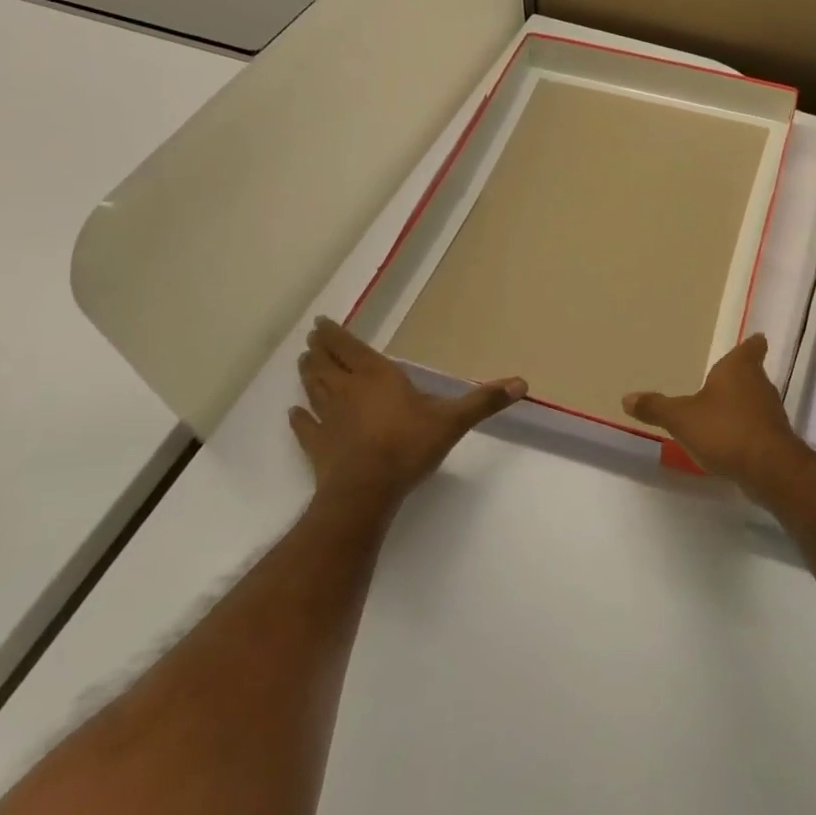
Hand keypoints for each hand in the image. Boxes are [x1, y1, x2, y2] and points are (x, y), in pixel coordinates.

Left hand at [289, 317, 525, 508]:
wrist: (366, 491)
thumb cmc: (408, 446)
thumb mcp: (452, 421)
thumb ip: (483, 401)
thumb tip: (522, 383)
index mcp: (377, 377)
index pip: (350, 348)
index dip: (334, 334)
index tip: (320, 323)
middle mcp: (348, 391)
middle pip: (326, 364)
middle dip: (318, 350)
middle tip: (310, 340)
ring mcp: (328, 419)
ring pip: (313, 389)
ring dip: (307, 375)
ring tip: (302, 363)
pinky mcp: (317, 446)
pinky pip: (305, 428)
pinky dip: (299, 419)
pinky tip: (294, 414)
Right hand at [621, 334, 802, 489]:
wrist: (768, 469)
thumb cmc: (724, 429)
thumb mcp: (681, 418)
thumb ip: (656, 407)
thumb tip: (626, 398)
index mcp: (739, 368)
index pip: (751, 348)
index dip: (751, 345)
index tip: (755, 340)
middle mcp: (760, 385)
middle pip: (752, 374)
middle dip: (739, 377)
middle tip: (721, 378)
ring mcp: (771, 413)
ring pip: (756, 400)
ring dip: (741, 404)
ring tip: (720, 410)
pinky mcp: (776, 439)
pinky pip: (758, 426)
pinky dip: (746, 429)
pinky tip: (730, 440)